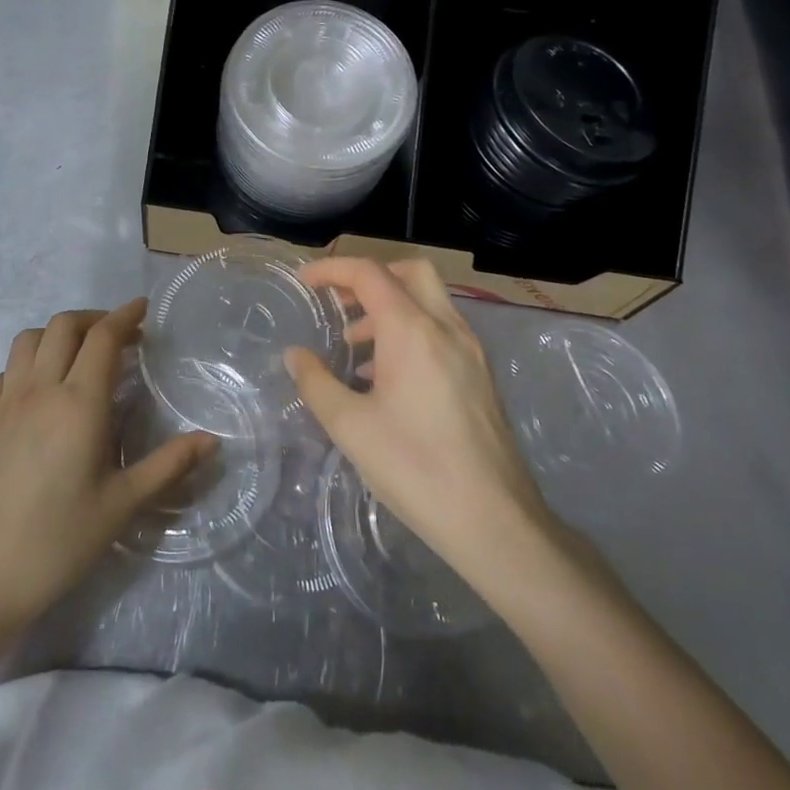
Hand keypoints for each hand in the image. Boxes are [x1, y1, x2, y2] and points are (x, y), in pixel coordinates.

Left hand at [0, 300, 215, 636]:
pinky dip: (26, 363)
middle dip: (94, 318)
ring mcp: (6, 404)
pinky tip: (40, 388)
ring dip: (58, 333)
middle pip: (63, 326)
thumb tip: (212, 440)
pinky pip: (5, 372)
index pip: (103, 338)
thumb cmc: (57, 542)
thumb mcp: (121, 506)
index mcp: (78, 403)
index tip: (144, 309)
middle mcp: (40, 390)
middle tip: (121, 336)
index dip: (125, 316)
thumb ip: (168, 466)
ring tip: (81, 354)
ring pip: (28, 340)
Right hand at [283, 259, 556, 579]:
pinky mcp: (481, 375)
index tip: (305, 281)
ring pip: (429, 300)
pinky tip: (389, 378)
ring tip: (356, 349)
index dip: (332, 269)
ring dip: (390, 307)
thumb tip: (295, 355)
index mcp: (412, 330)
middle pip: (410, 272)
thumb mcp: (350, 427)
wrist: (494, 520)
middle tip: (339, 304)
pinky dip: (411, 330)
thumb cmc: (415, 468)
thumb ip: (316, 383)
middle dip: (370, 277)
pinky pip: (442, 330)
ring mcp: (470, 351)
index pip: (369, 273)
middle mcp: (446, 328)